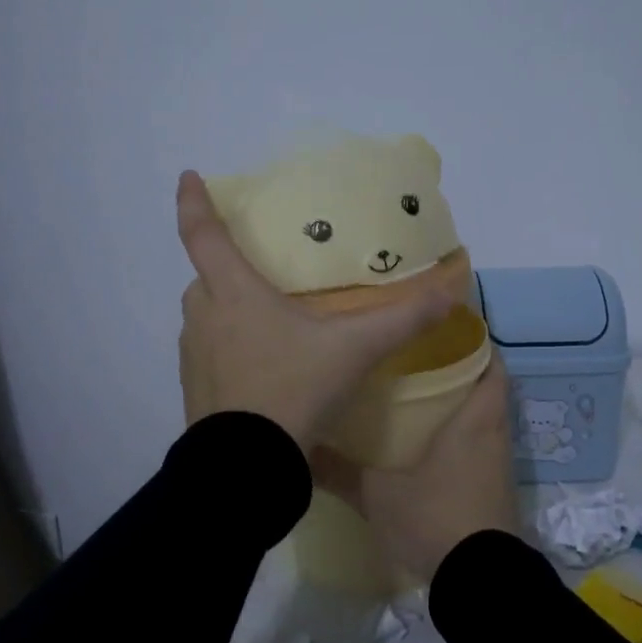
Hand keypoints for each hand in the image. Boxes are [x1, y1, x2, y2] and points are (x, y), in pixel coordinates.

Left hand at [176, 170, 452, 451]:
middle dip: (226, 268)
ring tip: (267, 324)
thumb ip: (403, 319)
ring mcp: (193, 356)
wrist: (248, 465)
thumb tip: (452, 291)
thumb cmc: (293, 389)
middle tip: (259, 272)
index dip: (193, 202)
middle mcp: (203, 317)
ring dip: (227, 311)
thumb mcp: (354, 350)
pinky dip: (227, 350)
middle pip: (205, 277)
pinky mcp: (193, 391)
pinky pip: (207, 353)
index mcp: (233, 292)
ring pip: (206, 317)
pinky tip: (261, 371)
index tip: (189, 177)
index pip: (202, 233)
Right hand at [312, 354, 522, 580]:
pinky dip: (463, 439)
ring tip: (421, 396)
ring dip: (462, 407)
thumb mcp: (379, 495)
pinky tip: (430, 447)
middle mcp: (495, 435)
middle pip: (488, 389)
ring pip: (485, 421)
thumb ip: (340, 472)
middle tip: (421, 359)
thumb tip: (301, 449)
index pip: (491, 364)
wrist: (480, 581)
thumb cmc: (435, 517)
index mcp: (476, 419)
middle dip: (462, 371)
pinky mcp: (496, 492)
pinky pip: (482, 450)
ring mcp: (499, 466)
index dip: (477, 342)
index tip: (448, 328)